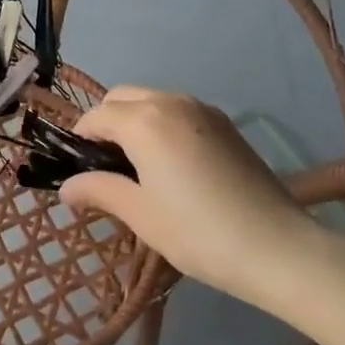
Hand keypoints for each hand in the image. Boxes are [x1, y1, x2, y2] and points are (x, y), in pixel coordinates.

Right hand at [59, 87, 334, 311]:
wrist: (278, 247)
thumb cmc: (198, 232)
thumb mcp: (140, 214)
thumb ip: (99, 191)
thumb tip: (65, 189)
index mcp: (143, 121)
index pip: (95, 117)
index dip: (79, 140)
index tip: (77, 171)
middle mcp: (169, 101)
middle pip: (121, 97)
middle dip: (105, 123)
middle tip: (105, 167)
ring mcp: (202, 109)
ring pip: (150, 100)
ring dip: (133, 120)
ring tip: (137, 165)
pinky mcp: (224, 123)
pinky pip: (177, 110)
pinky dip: (161, 123)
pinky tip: (170, 163)